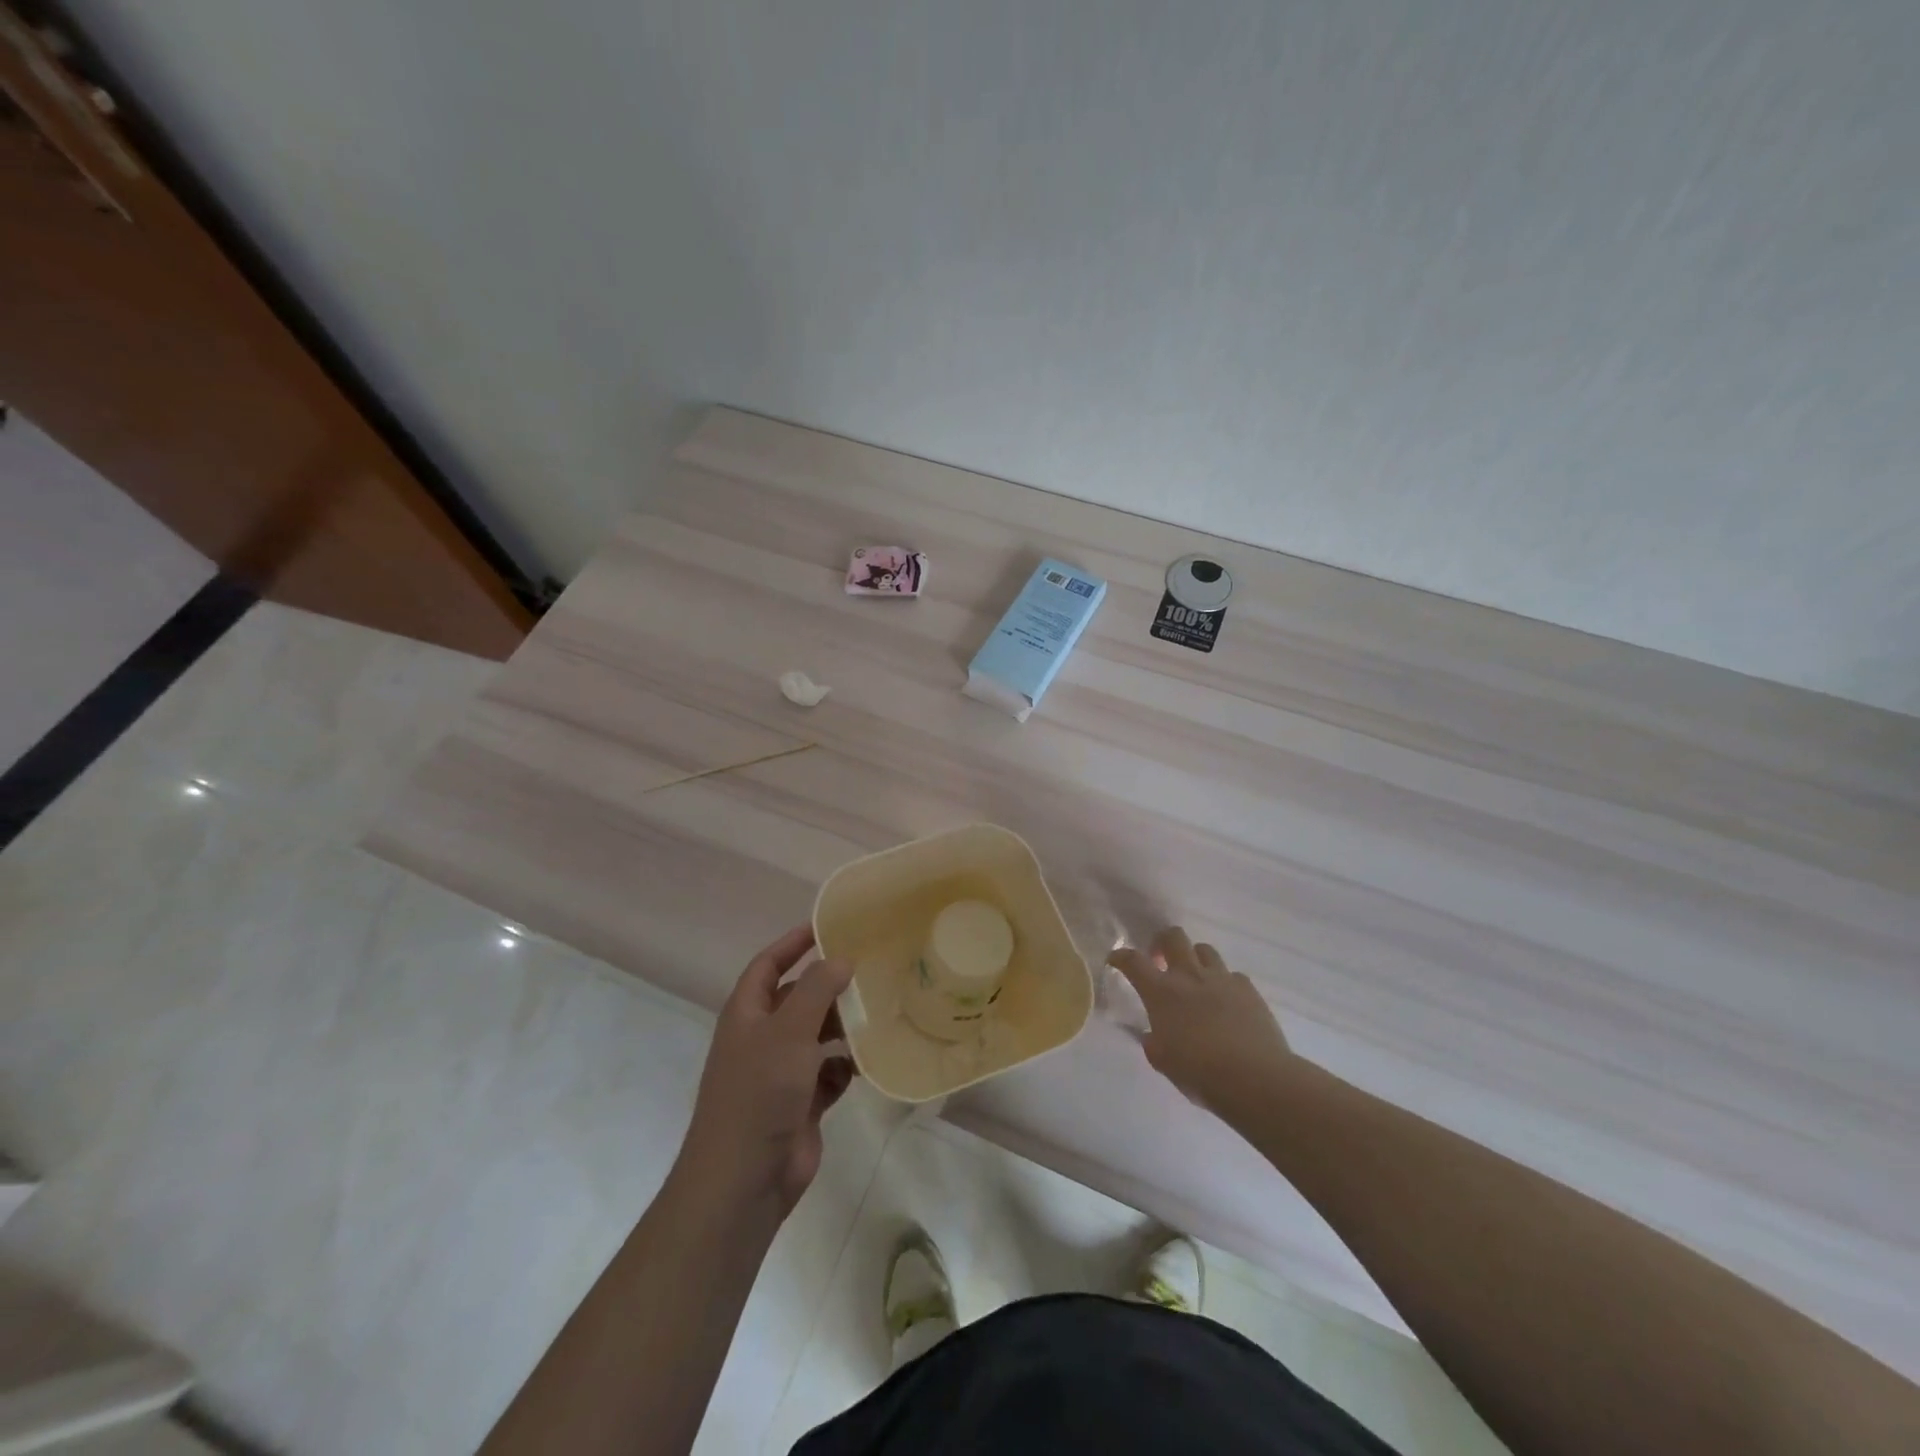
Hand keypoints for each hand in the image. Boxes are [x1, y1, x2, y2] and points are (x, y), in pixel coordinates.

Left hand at [677, 925, 855, 1221]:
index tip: (827, 926)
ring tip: (878, 1011)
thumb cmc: (759, 1093)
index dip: (793, 943)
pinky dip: (846, 1067)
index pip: (768, 965)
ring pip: (817, 1036)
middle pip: (797, 999)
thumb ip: (816, 989)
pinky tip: (867, 1063)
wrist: (743, 1181)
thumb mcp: (789, 1031)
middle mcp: (762, 1039)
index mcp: (747, 1014)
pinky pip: (829, 1074)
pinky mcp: (801, 1104)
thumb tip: (841, 959)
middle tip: (869, 969)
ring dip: (842, 1026)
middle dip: (828, 986)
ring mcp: (780, 1074)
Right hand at [1108, 927, 1292, 1117]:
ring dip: (1194, 959)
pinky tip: (1226, 1002)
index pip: (1133, 961)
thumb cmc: (1201, 1073)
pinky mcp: (1248, 988)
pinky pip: (1232, 974)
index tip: (1116, 960)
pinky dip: (1224, 983)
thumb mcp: (1165, 1062)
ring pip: (1203, 949)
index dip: (1121, 956)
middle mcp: (1189, 976)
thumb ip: (1154, 1043)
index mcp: (1162, 993)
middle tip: (1160, 961)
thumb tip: (1153, 1035)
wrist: (1255, 1078)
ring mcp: (1221, 978)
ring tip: (1195, 979)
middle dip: (1162, 942)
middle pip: (1173, 937)